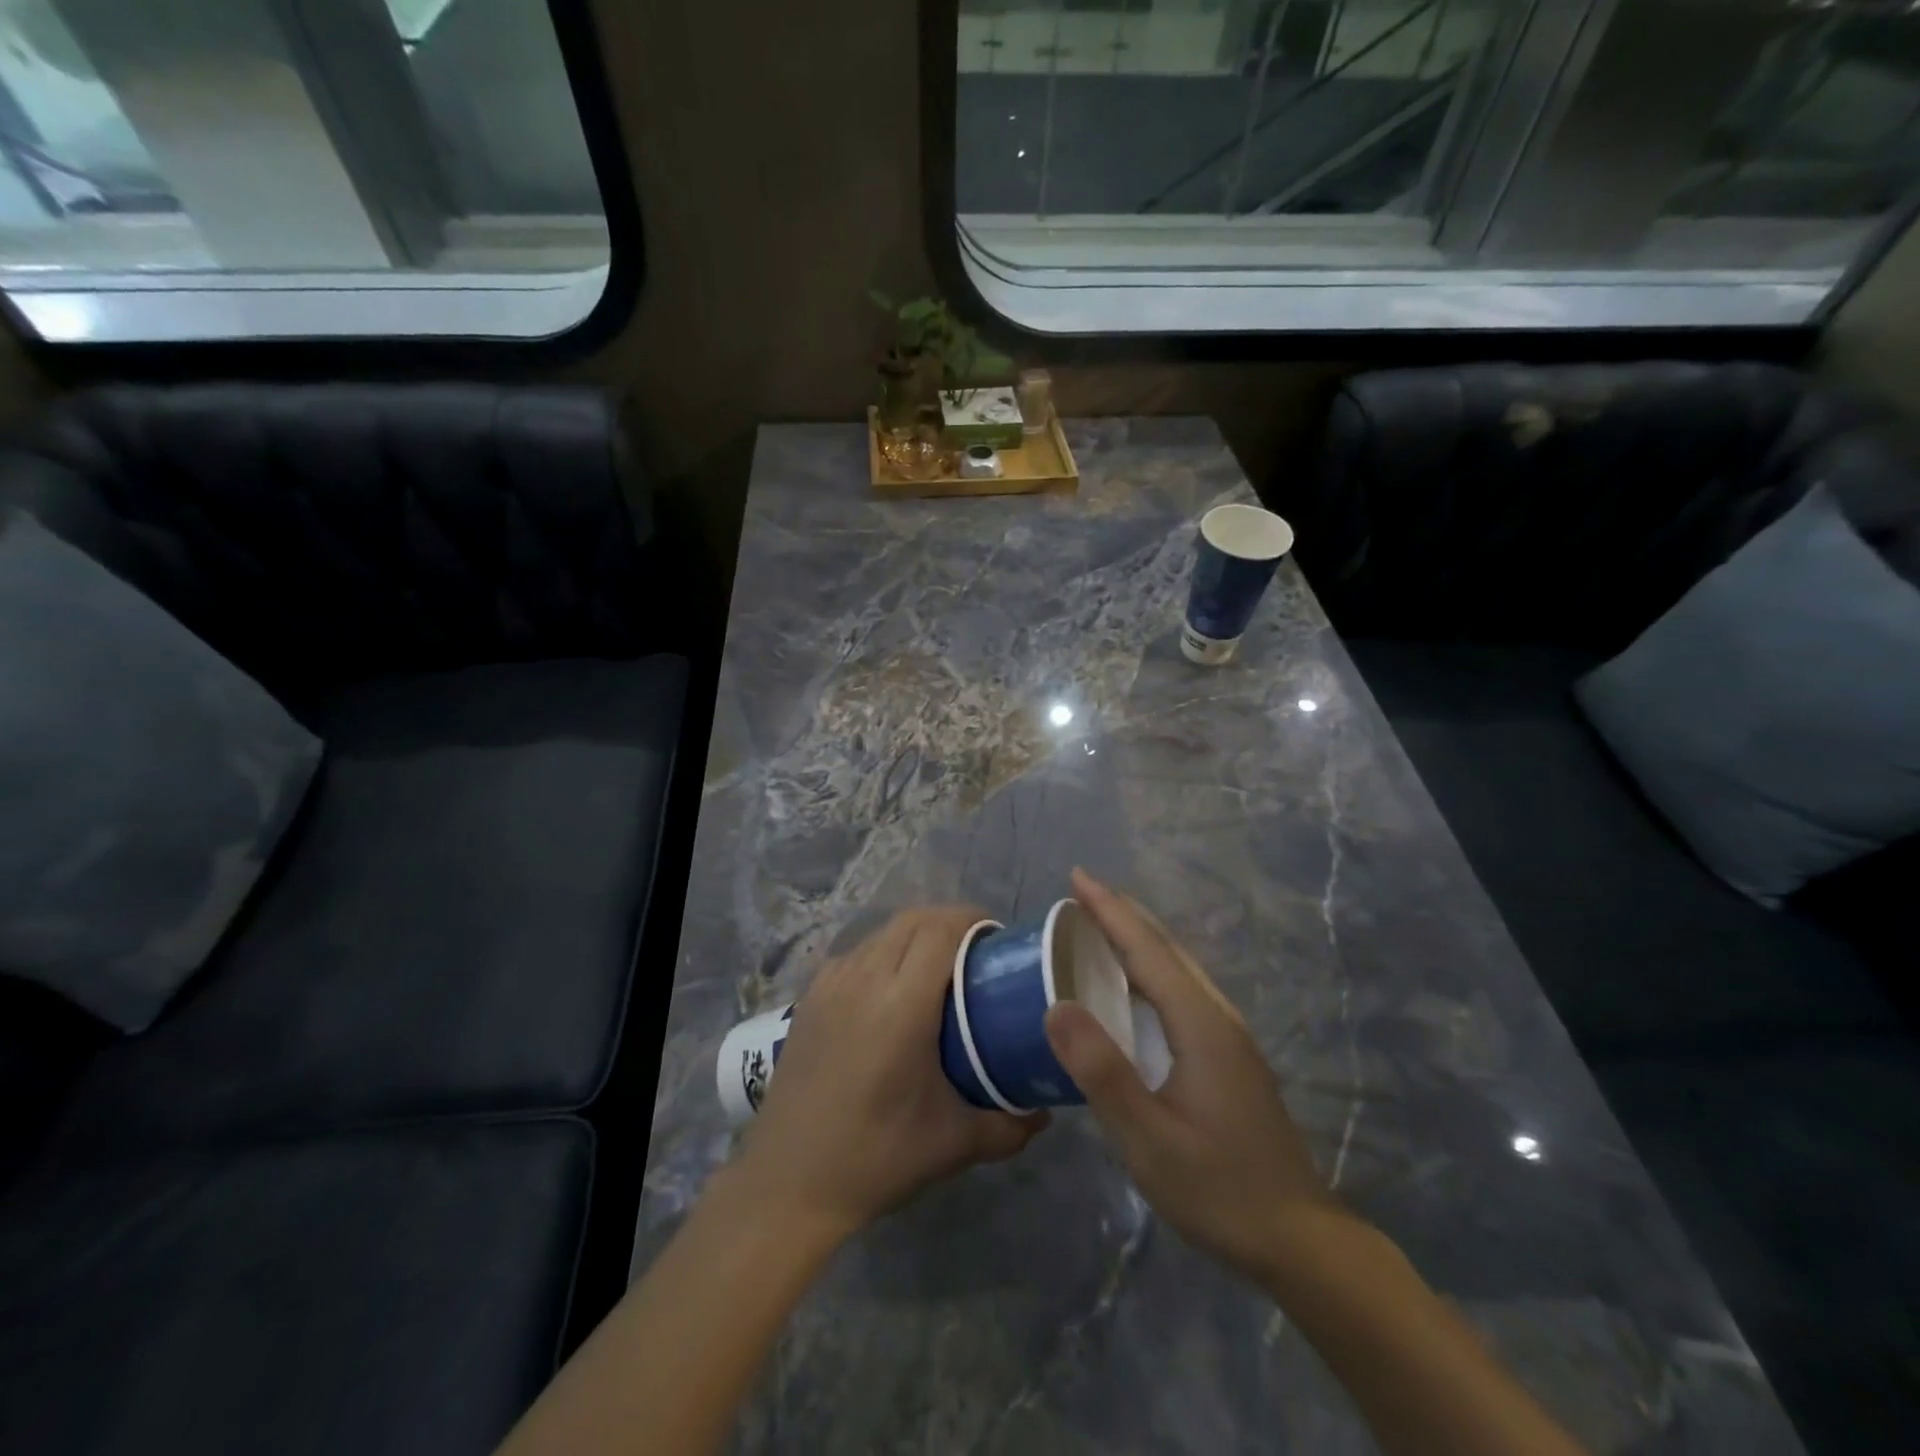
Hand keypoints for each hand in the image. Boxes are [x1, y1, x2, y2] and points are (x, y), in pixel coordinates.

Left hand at [734, 907, 1047, 1239]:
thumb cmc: (876, 1158)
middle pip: (913, 919)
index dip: (972, 920)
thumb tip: (1046, 1113)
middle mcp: (864, 979)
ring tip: (938, 966)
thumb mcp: (954, 1144)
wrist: (788, 1184)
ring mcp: (831, 984)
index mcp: (903, 1004)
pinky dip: (883, 952)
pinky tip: (892, 988)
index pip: (941, 930)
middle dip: (949, 921)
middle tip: (976, 950)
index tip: (997, 938)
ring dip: (915, 934)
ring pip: (882, 932)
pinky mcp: (809, 997)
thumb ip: (1009, 1126)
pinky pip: (856, 953)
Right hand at [1045, 869, 1341, 1284]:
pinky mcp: (1228, 1056)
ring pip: (1178, 968)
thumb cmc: (1218, 1188)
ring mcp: (1228, 1036)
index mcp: (1199, 1023)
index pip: (1147, 949)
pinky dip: (1149, 969)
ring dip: (1137, 939)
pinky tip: (1132, 987)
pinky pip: (1181, 991)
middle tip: (1080, 892)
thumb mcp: (1148, 1138)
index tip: (1077, 876)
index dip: (1110, 910)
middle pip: (1166, 948)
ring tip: (1099, 926)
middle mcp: (1217, 1016)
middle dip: (1123, 914)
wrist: (1299, 1239)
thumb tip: (1055, 1007)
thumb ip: (1102, 1071)